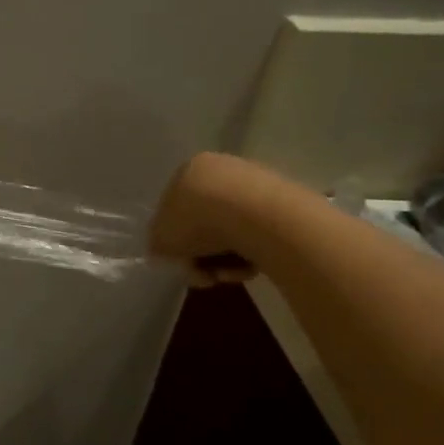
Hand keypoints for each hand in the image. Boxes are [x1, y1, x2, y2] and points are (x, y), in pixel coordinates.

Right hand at [149, 152, 276, 287]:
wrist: (257, 217)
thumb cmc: (198, 221)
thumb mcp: (160, 238)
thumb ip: (158, 243)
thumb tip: (166, 249)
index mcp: (188, 170)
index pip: (174, 208)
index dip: (175, 241)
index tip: (183, 262)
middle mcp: (221, 169)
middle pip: (205, 222)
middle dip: (203, 254)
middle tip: (205, 275)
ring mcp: (256, 183)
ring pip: (233, 231)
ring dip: (226, 259)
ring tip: (229, 274)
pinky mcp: (285, 201)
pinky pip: (259, 234)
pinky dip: (252, 253)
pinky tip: (251, 267)